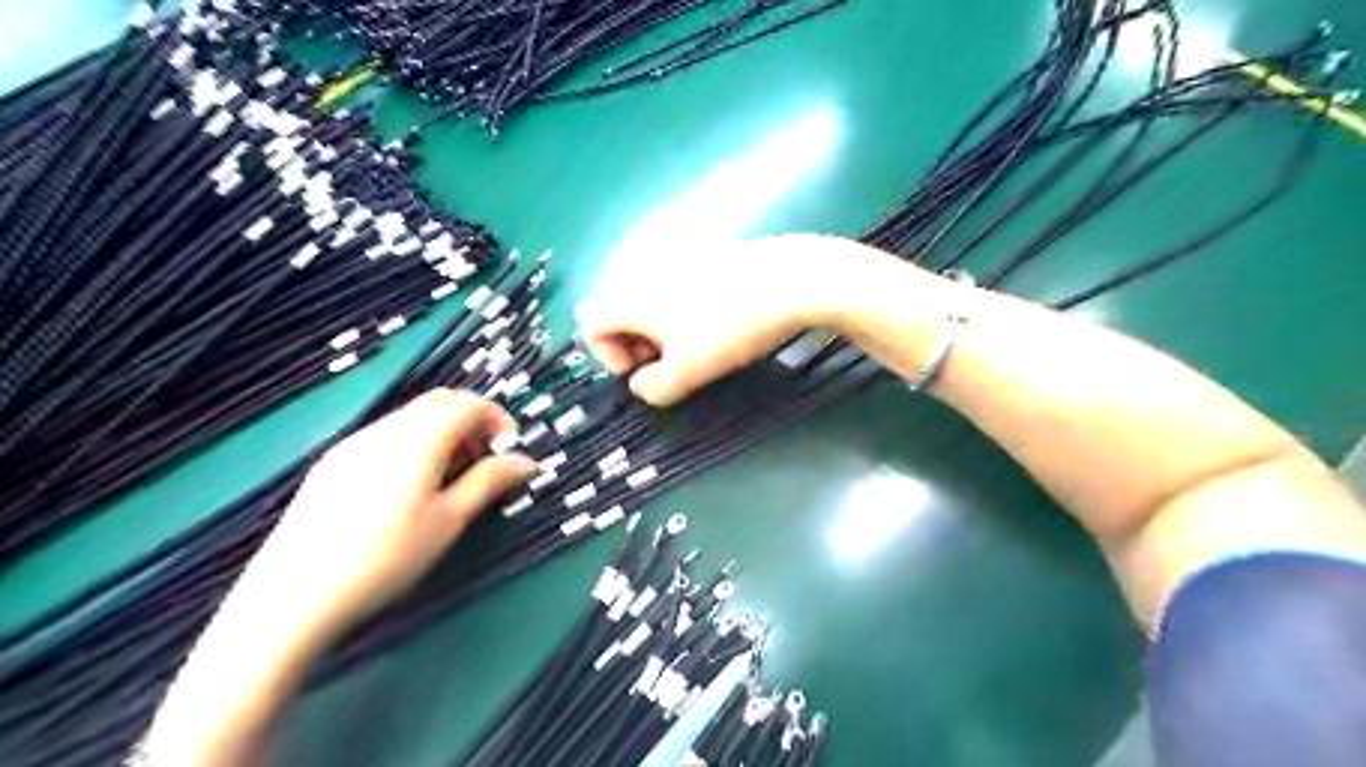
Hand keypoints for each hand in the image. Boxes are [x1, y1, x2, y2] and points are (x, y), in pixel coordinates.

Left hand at [234, 388, 533, 643]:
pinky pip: (384, 435)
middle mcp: (386, 429)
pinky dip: (411, 444)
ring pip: (410, 417)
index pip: (468, 404)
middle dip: (470, 419)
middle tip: (482, 458)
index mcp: (420, 438)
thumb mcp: (450, 520)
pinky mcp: (332, 463)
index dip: (497, 417)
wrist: (295, 595)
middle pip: (439, 401)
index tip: (510, 447)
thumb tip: (527, 461)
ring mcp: (353, 443)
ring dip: (441, 431)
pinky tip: (407, 488)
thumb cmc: (387, 556)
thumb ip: (490, 481)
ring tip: (448, 478)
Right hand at [580, 235, 921, 404]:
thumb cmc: (732, 328)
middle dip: (636, 343)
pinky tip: (719, 323)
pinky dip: (684, 310)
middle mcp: (647, 272)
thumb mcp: (689, 372)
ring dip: (662, 330)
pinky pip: (677, 288)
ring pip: (650, 301)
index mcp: (633, 297)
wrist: (791, 281)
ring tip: (698, 346)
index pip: (591, 323)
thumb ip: (654, 388)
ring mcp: (677, 260)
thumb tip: (642, 384)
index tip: (642, 370)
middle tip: (671, 363)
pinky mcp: (706, 256)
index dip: (606, 354)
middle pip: (619, 312)